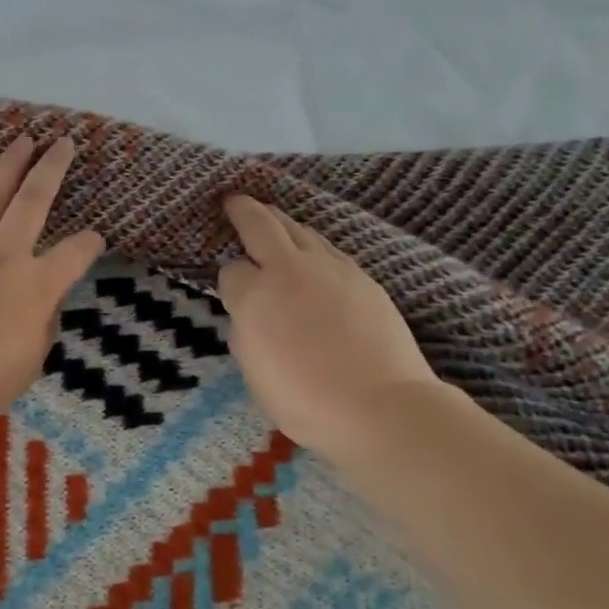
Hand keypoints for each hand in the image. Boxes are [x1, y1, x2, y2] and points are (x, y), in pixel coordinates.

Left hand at [0, 137, 104, 442]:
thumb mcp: (28, 365)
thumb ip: (41, 328)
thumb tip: (43, 306)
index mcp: (37, 286)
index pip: (75, 254)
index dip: (90, 244)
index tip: (94, 239)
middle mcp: (6, 255)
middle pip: (34, 201)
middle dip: (53, 168)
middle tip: (63, 141)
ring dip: (9, 164)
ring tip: (22, 139)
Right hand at [217, 195, 438, 459]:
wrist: (379, 407)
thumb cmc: (304, 400)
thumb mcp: (253, 370)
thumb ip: (245, 329)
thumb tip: (250, 310)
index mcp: (255, 296)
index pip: (231, 270)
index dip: (229, 279)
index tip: (233, 290)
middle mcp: (289, 270)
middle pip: (262, 224)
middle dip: (244, 210)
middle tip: (234, 200)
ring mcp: (331, 268)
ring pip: (300, 230)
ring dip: (281, 223)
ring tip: (272, 219)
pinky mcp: (362, 277)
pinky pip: (328, 249)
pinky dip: (312, 245)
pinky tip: (312, 256)